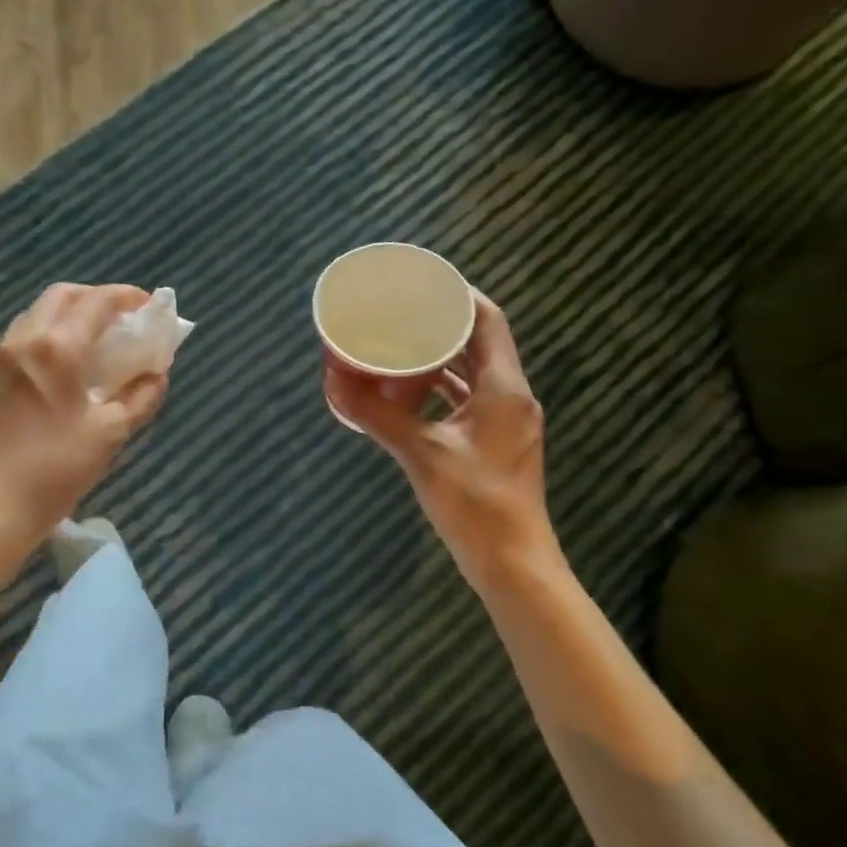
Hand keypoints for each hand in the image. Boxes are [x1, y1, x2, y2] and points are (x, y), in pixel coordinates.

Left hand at [0, 283, 168, 547]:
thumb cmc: (55, 469)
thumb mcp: (110, 434)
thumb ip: (140, 398)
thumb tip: (156, 375)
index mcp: (57, 348)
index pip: (96, 301)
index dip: (126, 296)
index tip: (147, 305)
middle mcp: (23, 341)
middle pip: (60, 296)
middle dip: (94, 297)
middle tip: (118, 319)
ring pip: (34, 316)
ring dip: (66, 317)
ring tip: (90, 343)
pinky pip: (18, 343)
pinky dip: (44, 339)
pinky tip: (57, 372)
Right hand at [326, 290, 561, 593]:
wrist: (513, 564)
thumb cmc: (476, 503)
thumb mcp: (421, 454)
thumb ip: (377, 415)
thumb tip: (333, 382)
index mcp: (504, 387)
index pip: (489, 320)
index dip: (459, 295)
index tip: (423, 282)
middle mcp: (511, 396)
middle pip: (480, 342)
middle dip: (442, 324)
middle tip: (401, 311)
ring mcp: (505, 421)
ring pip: (473, 373)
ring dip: (440, 358)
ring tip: (399, 344)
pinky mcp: (494, 443)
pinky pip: (467, 400)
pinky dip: (440, 390)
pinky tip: (407, 392)